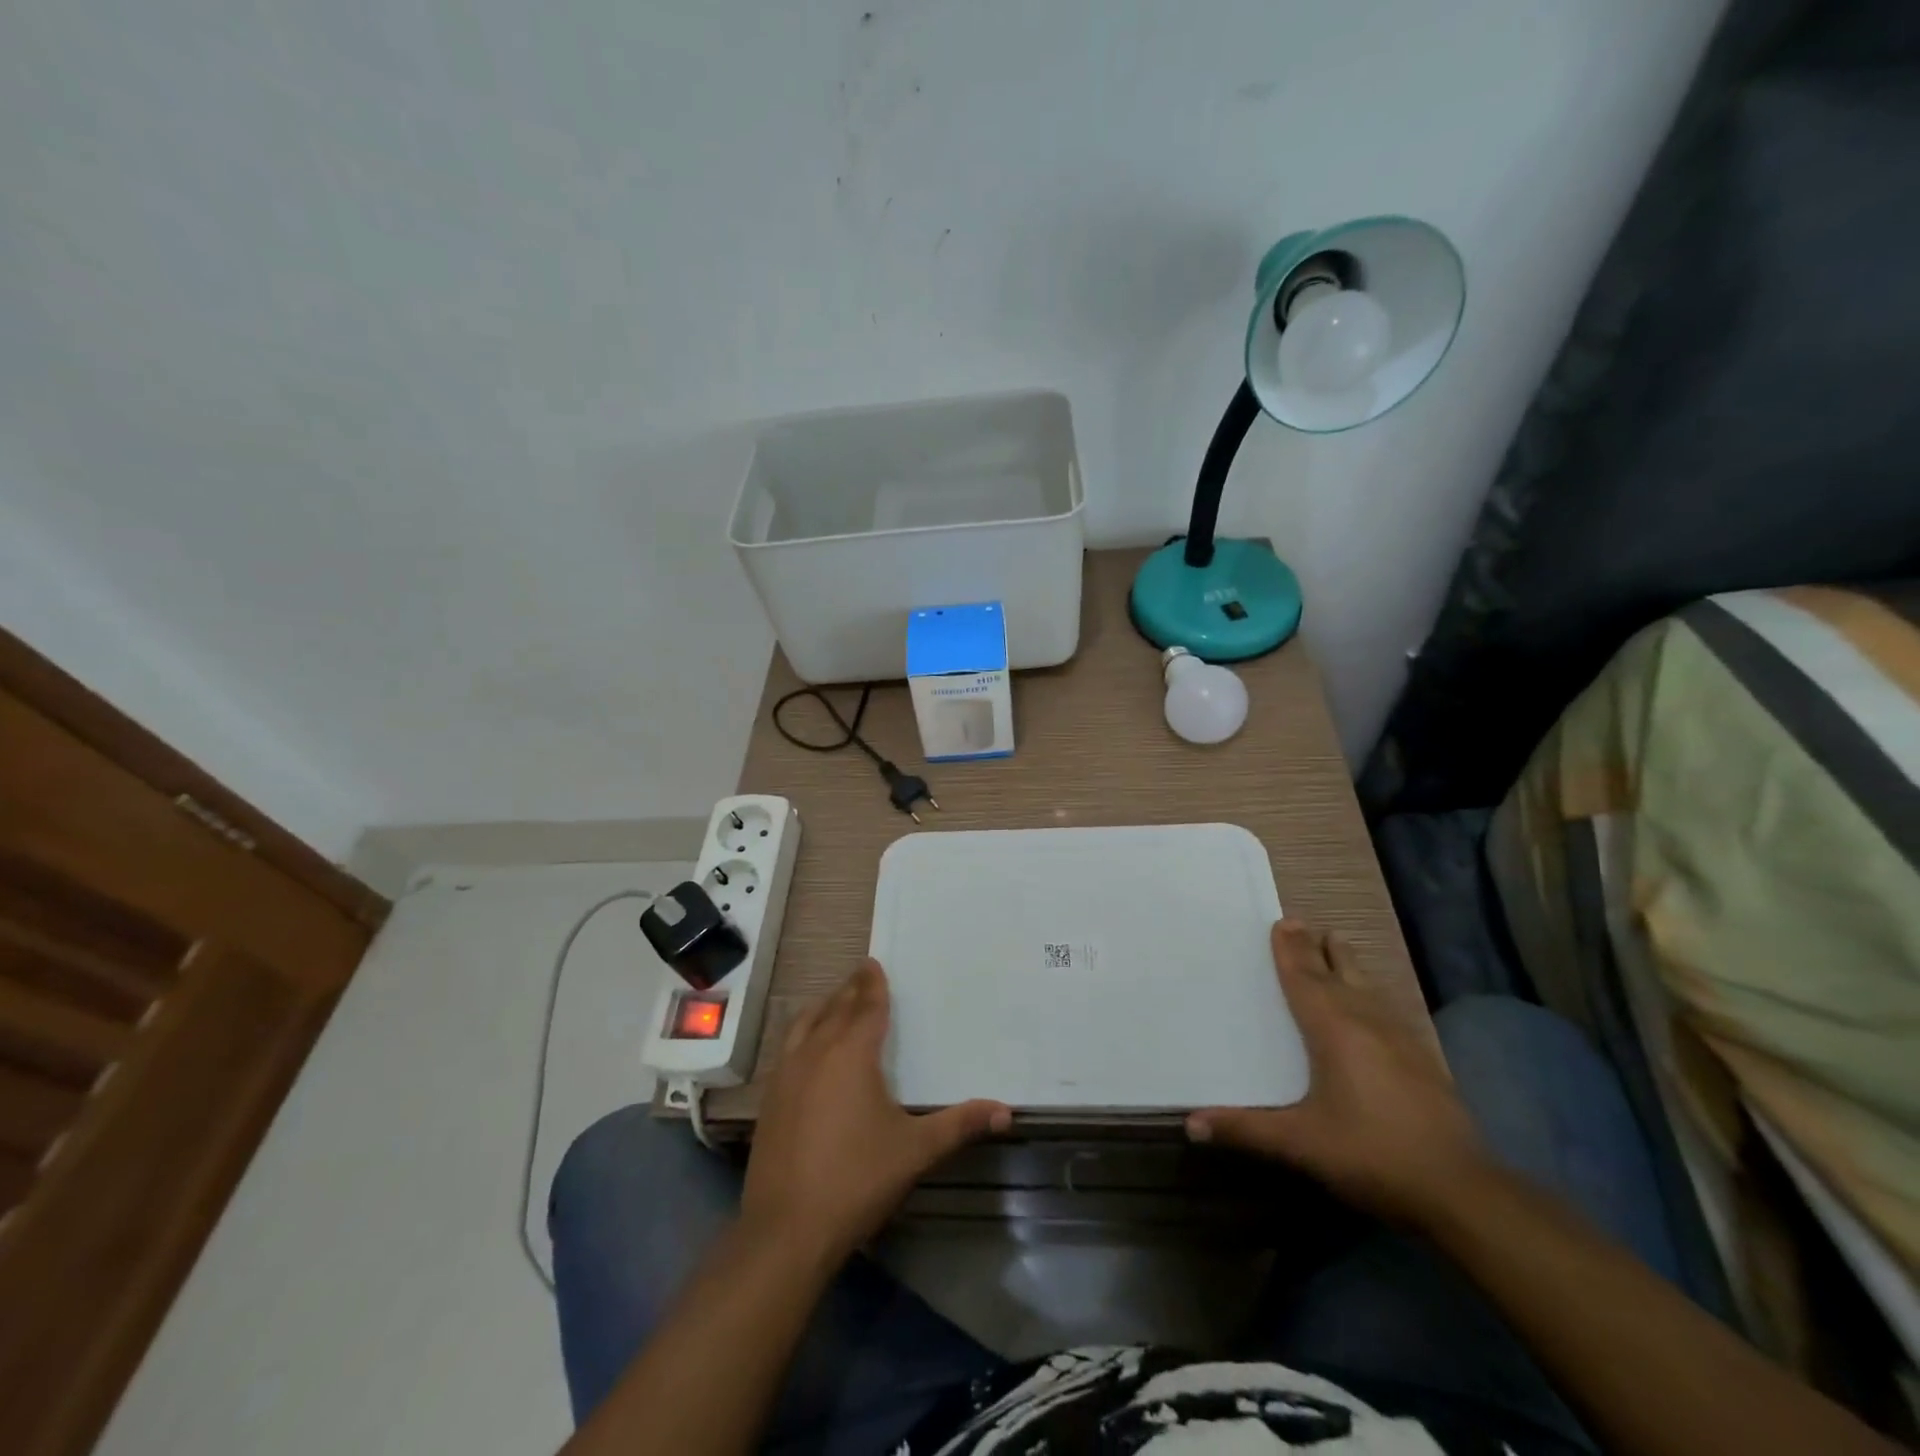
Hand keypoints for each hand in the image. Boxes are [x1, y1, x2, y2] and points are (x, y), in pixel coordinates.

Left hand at [741, 959, 1010, 1264]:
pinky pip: (788, 1047)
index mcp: (852, 1053)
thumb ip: (959, 1125)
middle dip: (850, 989)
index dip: (873, 984)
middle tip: (862, 974)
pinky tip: (806, 1048)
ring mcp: (787, 1074)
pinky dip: (802, 1032)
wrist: (786, 1230)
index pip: (866, 1006)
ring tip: (835, 1001)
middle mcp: (816, 1052)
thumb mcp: (915, 1151)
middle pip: (835, 1008)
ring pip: (805, 1024)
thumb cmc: (857, 1179)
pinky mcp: (770, 1098)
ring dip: (823, 1007)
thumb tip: (1006, 1111)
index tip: (874, 962)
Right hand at [1187, 920, 1489, 1225]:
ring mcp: (1400, 1038)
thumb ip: (1246, 1129)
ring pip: (1367, 986)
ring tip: (1335, 944)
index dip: (1291, 951)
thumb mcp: (1302, 1143)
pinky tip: (1372, 1002)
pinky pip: (1386, 1007)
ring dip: (1346, 964)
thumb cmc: (1371, 1154)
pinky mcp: (1423, 1059)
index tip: (1282, 922)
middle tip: (1302, 924)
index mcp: (1334, 1030)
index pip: (1305, 980)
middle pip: (1338, 973)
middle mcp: (1367, 1022)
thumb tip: (1190, 1124)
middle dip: (1318, 948)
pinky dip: (1368, 991)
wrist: (1460, 1190)